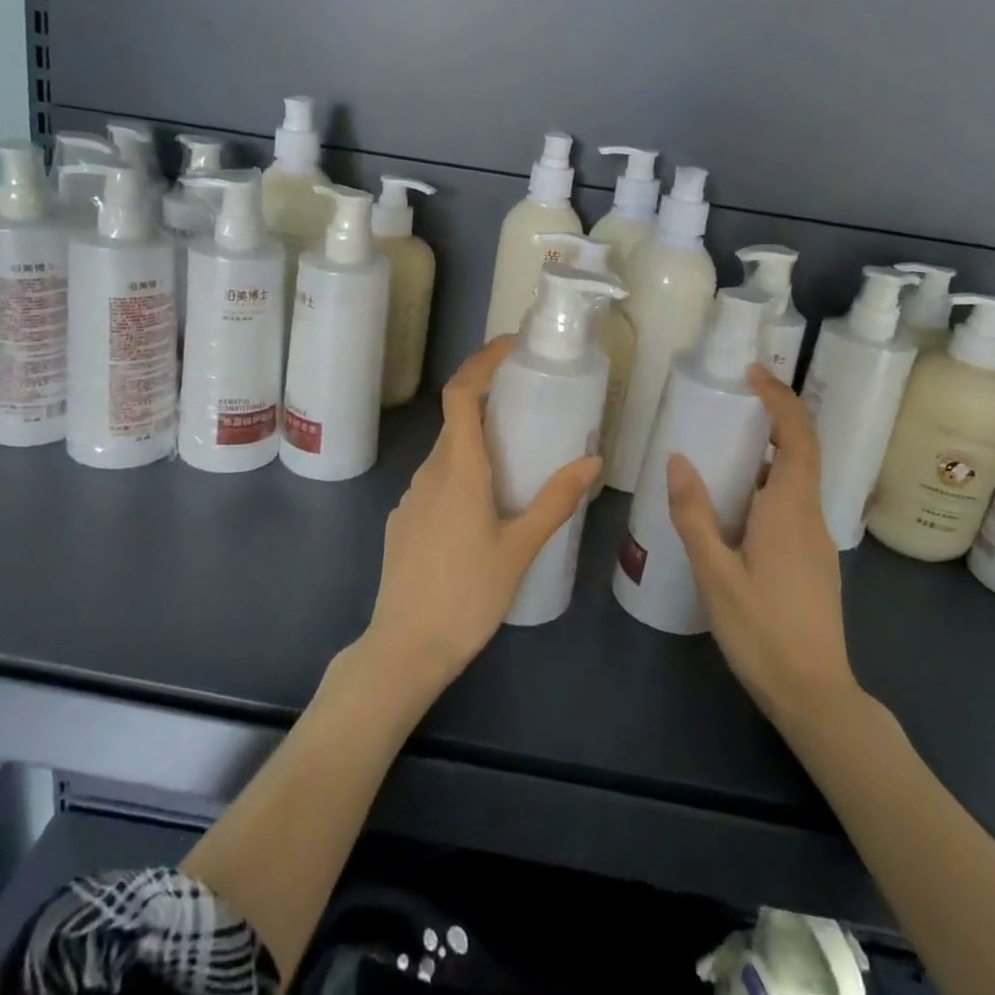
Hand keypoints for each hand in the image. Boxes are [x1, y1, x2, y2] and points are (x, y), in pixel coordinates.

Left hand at [363, 337, 599, 693]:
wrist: (405, 648)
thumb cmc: (467, 595)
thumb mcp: (520, 548)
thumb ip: (555, 501)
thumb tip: (591, 461)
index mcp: (458, 469)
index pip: (460, 394)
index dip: (481, 362)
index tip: (511, 347)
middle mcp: (429, 472)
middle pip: (456, 422)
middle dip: (489, 404)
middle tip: (530, 408)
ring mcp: (411, 497)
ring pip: (447, 454)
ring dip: (477, 445)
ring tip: (516, 462)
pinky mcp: (404, 521)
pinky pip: (436, 483)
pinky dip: (462, 476)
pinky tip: (484, 510)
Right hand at [666, 366, 859, 728]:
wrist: (814, 695)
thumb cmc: (762, 632)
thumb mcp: (716, 573)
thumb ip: (695, 515)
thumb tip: (678, 459)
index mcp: (790, 511)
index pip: (797, 438)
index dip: (780, 400)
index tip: (752, 374)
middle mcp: (810, 517)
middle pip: (801, 452)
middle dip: (774, 418)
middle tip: (733, 400)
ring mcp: (816, 541)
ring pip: (796, 480)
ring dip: (768, 452)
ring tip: (723, 446)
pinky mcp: (812, 560)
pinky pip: (791, 504)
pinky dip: (767, 483)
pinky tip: (734, 503)